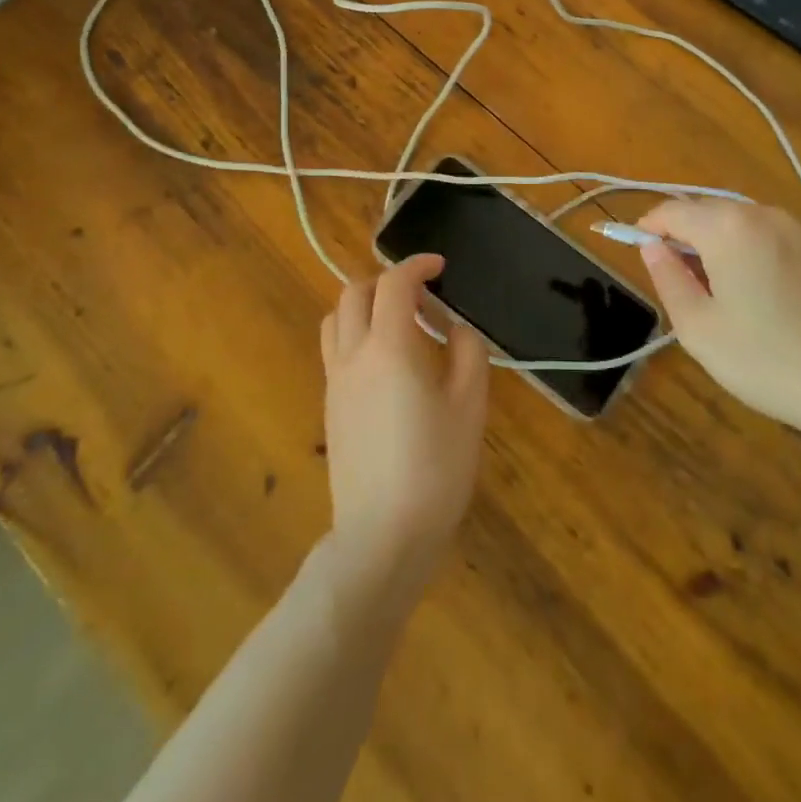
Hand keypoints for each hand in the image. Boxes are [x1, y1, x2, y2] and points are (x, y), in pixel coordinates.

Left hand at [319, 254, 489, 606]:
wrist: (383, 535)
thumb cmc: (436, 467)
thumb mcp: (470, 405)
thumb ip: (467, 352)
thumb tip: (454, 330)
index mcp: (389, 346)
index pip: (394, 283)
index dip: (417, 265)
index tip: (440, 267)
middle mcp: (353, 354)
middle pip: (354, 292)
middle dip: (386, 281)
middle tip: (421, 297)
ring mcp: (335, 382)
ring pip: (335, 319)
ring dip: (363, 305)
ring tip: (398, 324)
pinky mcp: (330, 407)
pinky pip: (335, 350)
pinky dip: (355, 334)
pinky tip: (386, 363)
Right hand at [637, 200, 800, 439]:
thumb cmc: (767, 360)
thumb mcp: (699, 328)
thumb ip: (668, 279)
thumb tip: (652, 247)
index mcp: (728, 228)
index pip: (673, 211)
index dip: (648, 227)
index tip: (638, 251)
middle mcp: (764, 215)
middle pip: (708, 212)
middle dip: (685, 235)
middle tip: (678, 280)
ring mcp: (800, 230)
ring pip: (742, 223)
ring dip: (719, 244)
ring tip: (719, 291)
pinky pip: (772, 238)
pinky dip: (752, 252)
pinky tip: (761, 295)